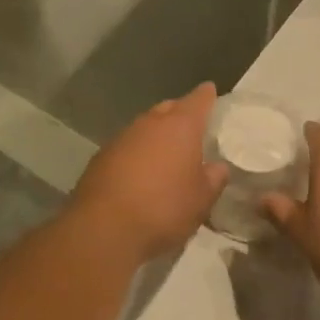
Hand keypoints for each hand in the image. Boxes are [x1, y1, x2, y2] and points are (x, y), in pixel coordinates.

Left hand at [69, 83, 228, 262]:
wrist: (104, 228)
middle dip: (180, 113)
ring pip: (145, 127)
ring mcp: (121, 138)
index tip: (211, 91)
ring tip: (167, 153)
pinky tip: (140, 172)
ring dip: (156, 135)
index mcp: (180, 126)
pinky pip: (127, 147)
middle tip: (191, 127)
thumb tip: (218, 167)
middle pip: (168, 109)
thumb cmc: (164, 209)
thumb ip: (214, 178)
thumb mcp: (202, 199)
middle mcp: (150, 123)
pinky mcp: (100, 157)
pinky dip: (137, 153)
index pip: (198, 100)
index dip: (207, 95)